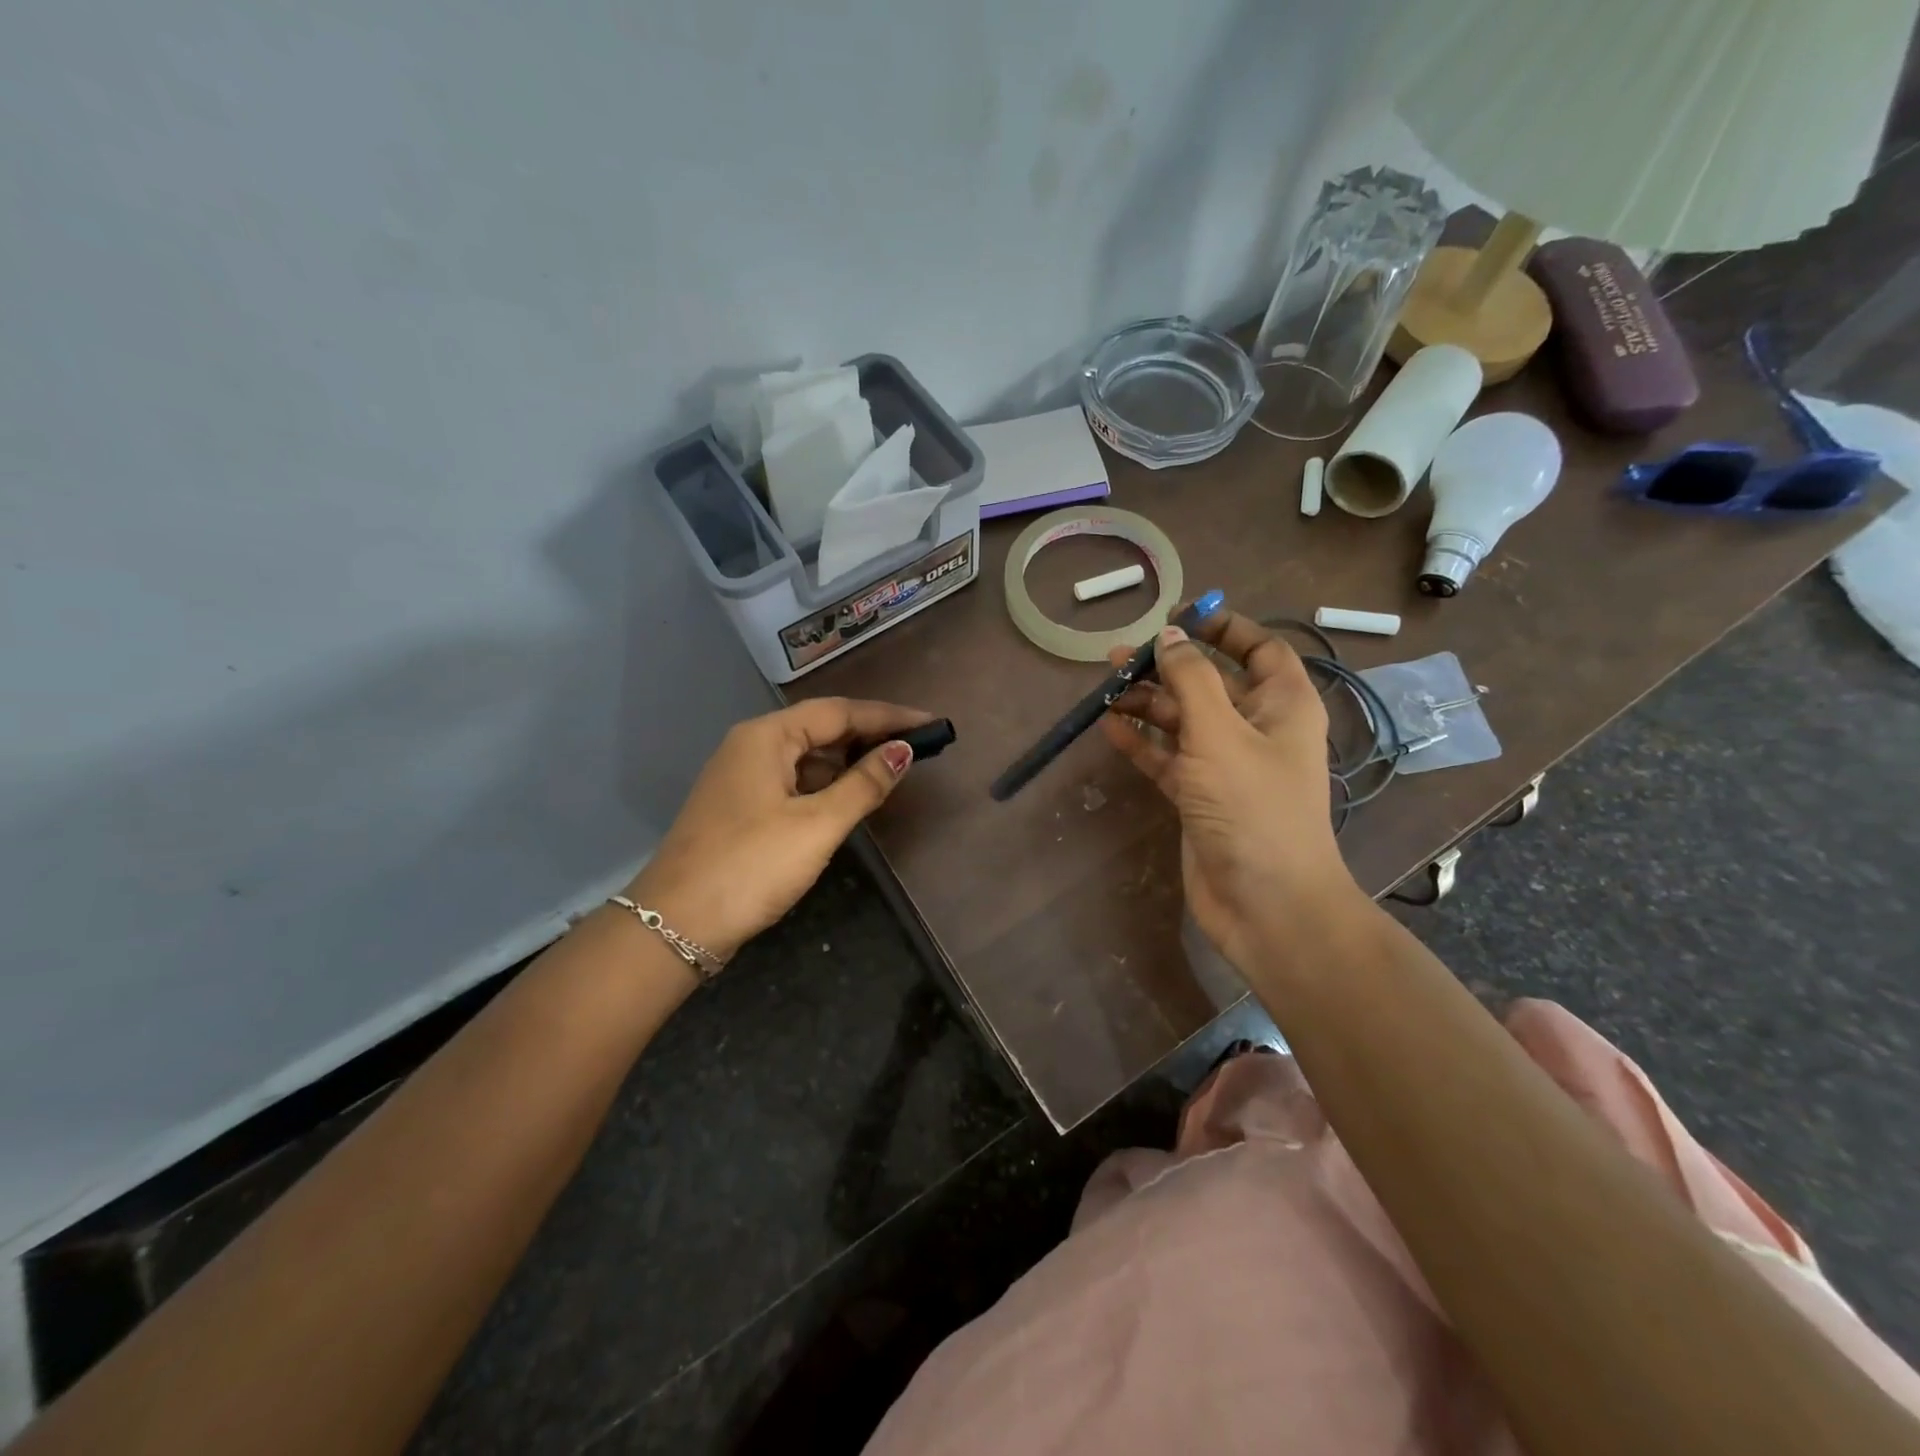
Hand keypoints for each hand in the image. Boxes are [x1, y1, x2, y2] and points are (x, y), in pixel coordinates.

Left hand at [625, 698, 932, 963]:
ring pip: (806, 757)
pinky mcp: (740, 807)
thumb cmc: (751, 866)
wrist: (674, 925)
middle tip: (917, 746)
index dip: (888, 716)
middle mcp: (751, 746)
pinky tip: (849, 798)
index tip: (931, 723)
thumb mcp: (817, 824)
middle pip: (821, 728)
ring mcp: (742, 777)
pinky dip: (826, 784)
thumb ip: (864, 784)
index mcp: (766, 736)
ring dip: (848, 761)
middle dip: (870, 735)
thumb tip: (902, 750)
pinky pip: (793, 781)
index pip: (839, 711)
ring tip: (892, 769)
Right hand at [1099, 611, 1361, 969]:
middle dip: (1169, 667)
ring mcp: (1226, 765)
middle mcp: (1257, 729)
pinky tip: (1110, 727)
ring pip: (1184, 721)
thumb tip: (1170, 636)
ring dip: (1148, 704)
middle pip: (1211, 683)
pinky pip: (1168, 757)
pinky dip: (1142, 742)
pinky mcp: (1200, 796)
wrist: (1266, 903)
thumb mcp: (1220, 733)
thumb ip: (1192, 680)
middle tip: (1120, 657)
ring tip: (1106, 689)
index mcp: (1283, 705)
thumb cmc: (1253, 808)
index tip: (1178, 617)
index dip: (1223, 628)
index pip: (1260, 648)